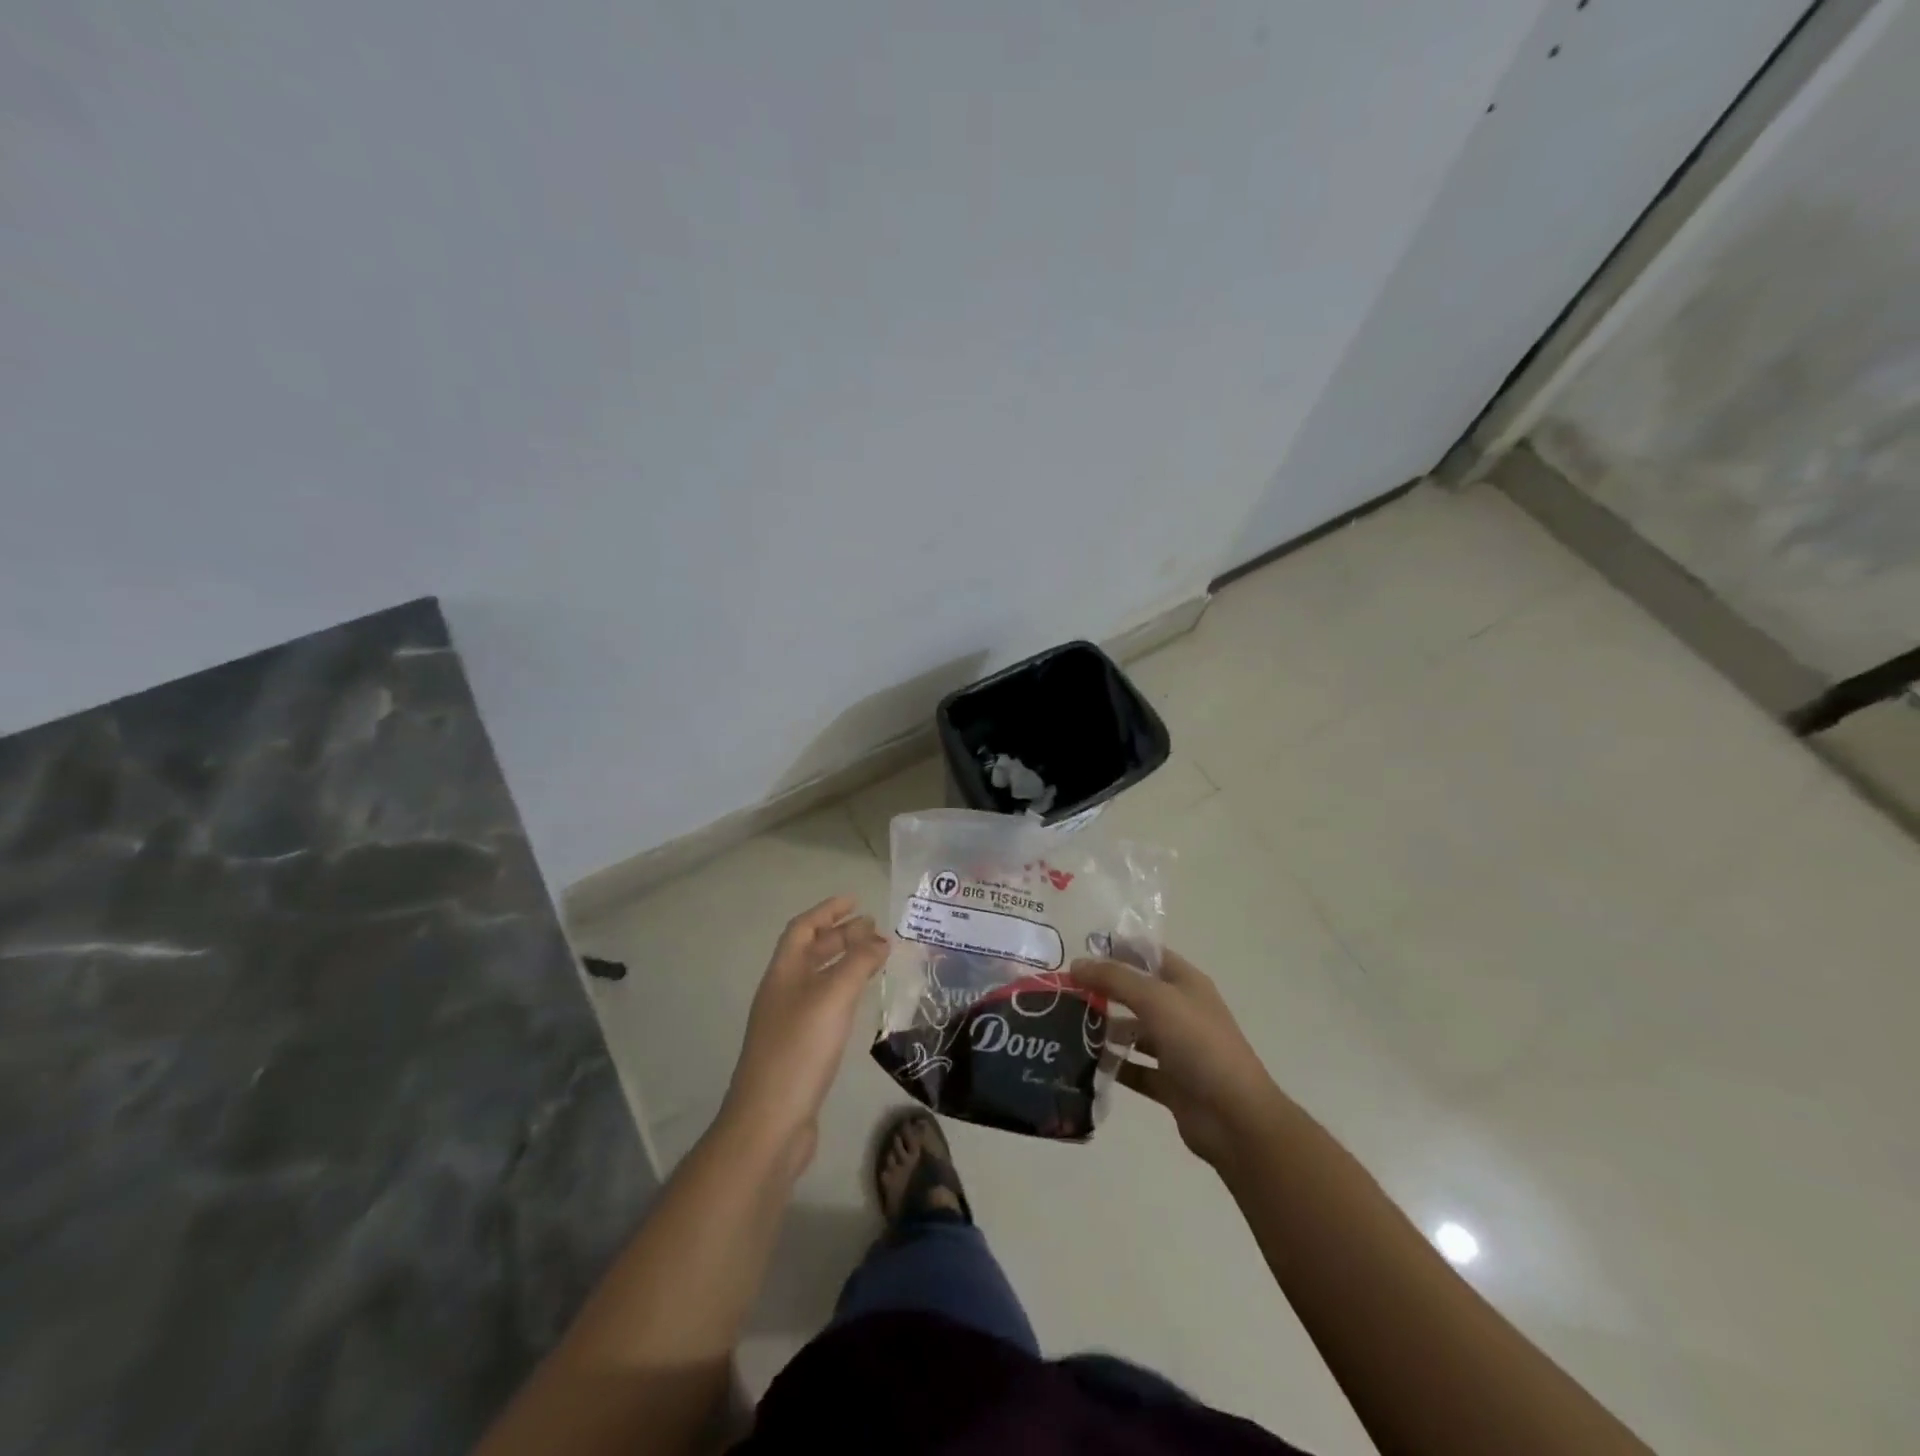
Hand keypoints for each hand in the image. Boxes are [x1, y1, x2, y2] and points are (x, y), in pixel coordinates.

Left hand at [720, 896, 888, 1172]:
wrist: (769, 1122)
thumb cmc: (800, 1049)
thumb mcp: (833, 997)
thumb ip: (858, 963)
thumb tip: (879, 939)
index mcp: (783, 973)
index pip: (804, 928)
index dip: (828, 911)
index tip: (857, 900)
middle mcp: (782, 992)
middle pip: (811, 952)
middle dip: (841, 935)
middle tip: (876, 930)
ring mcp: (788, 1022)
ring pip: (819, 979)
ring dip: (845, 963)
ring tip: (876, 959)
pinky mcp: (799, 1049)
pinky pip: (824, 1005)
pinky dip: (845, 992)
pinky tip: (861, 1002)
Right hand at [1071, 948, 1283, 1170]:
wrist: (1235, 1118)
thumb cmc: (1199, 1045)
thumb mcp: (1156, 1000)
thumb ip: (1115, 979)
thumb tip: (1076, 964)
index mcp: (1186, 984)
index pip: (1149, 955)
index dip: (1118, 949)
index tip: (1079, 951)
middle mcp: (1181, 1012)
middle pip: (1137, 993)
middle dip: (1104, 990)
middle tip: (1063, 990)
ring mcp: (1177, 1049)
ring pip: (1134, 1032)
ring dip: (1105, 1029)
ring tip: (1066, 1026)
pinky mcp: (1169, 1083)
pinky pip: (1135, 1068)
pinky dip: (1114, 1066)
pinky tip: (1084, 1063)